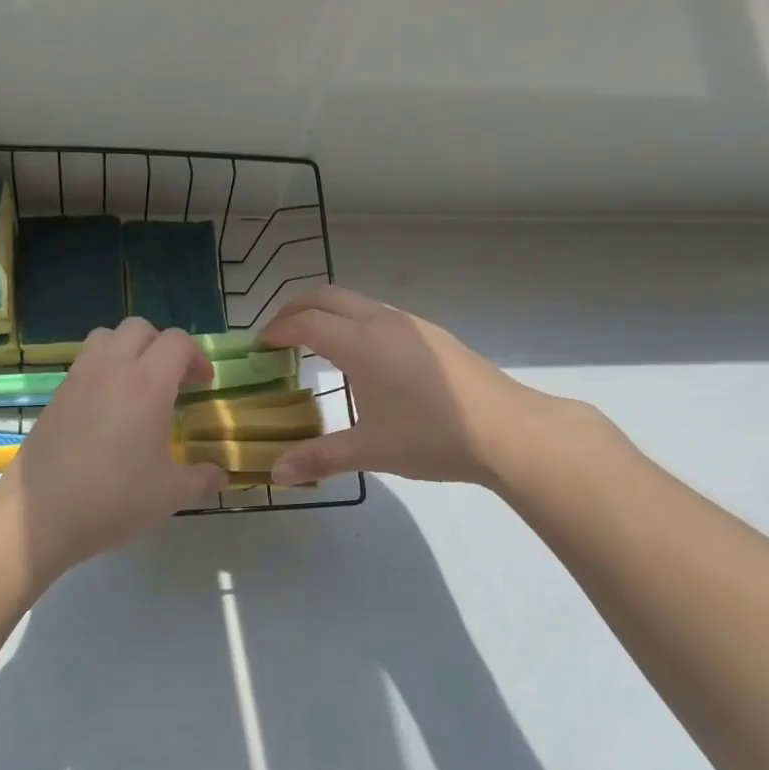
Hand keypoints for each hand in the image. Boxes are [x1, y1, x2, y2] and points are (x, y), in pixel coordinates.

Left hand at [0, 318, 225, 576]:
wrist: (39, 516)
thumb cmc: (113, 500)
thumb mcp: (170, 495)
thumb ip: (201, 479)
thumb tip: (219, 476)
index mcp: (147, 385)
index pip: (177, 342)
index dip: (197, 357)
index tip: (203, 385)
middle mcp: (111, 369)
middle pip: (140, 328)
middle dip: (162, 346)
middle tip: (173, 380)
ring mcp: (78, 379)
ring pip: (106, 337)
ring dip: (128, 349)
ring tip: (137, 385)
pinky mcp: (55, 395)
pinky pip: (84, 362)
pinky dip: (102, 369)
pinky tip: (107, 409)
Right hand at [260, 286, 581, 486]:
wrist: (508, 431)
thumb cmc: (432, 437)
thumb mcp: (370, 450)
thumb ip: (319, 457)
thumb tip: (275, 473)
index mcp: (361, 344)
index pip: (306, 322)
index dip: (277, 330)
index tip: (260, 346)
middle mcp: (383, 322)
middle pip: (327, 296)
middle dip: (295, 308)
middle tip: (278, 336)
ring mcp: (411, 323)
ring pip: (356, 301)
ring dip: (327, 312)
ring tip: (315, 344)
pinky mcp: (432, 333)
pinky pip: (379, 312)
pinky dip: (353, 320)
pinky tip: (362, 357)